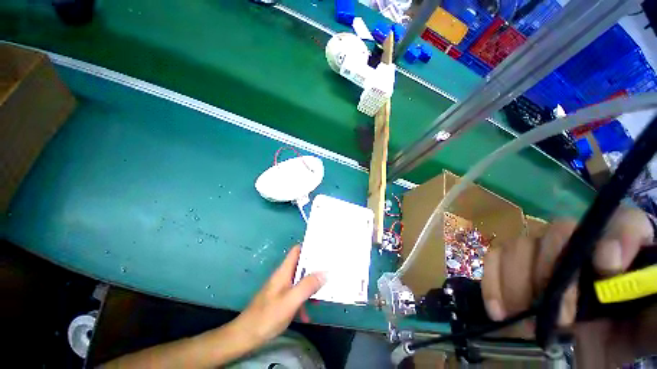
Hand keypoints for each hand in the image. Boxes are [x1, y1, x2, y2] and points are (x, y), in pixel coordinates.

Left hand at [233, 245, 325, 347]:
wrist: (246, 336)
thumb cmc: (267, 316)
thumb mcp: (290, 301)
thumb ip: (307, 286)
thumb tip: (325, 273)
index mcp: (284, 271)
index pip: (297, 250)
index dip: (309, 247)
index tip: (323, 248)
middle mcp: (284, 276)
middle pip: (301, 264)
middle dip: (315, 266)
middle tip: (330, 268)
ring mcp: (282, 288)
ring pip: (300, 279)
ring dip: (311, 284)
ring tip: (326, 288)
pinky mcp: (281, 299)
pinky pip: (296, 293)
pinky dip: (304, 299)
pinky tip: (308, 313)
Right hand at [482, 207, 656, 367]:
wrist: (593, 349)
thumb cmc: (626, 333)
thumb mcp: (651, 321)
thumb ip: (651, 290)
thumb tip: (611, 264)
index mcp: (622, 249)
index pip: (622, 221)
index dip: (616, 236)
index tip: (607, 269)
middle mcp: (578, 242)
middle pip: (556, 233)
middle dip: (553, 274)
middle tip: (559, 320)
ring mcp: (541, 253)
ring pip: (518, 246)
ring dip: (517, 283)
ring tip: (524, 321)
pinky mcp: (514, 266)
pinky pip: (492, 259)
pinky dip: (492, 282)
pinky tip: (498, 310)